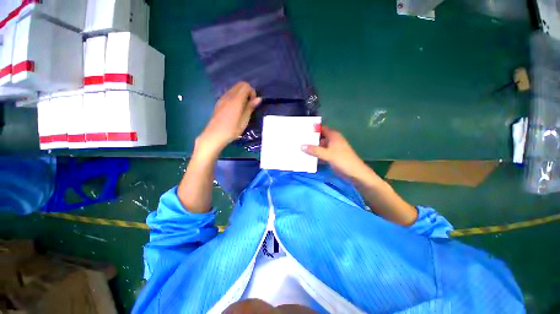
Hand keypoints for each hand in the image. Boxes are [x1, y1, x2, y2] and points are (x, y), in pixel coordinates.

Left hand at [198, 82, 261, 152]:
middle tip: (249, 104)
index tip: (253, 103)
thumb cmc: (231, 130)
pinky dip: (235, 97)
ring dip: (241, 94)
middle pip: (240, 85)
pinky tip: (236, 109)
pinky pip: (229, 94)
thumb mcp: (244, 121)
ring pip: (234, 88)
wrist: (214, 136)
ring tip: (243, 108)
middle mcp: (228, 96)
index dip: (252, 92)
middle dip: (247, 91)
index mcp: (236, 100)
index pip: (245, 86)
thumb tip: (258, 98)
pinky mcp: (219, 102)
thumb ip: (250, 108)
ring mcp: (222, 98)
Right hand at [302, 126, 371, 179]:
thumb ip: (314, 150)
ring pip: (319, 147)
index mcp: (333, 136)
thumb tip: (301, 146)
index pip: (321, 128)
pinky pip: (320, 154)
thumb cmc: (343, 160)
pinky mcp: (330, 157)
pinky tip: (306, 157)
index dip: (312, 129)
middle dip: (309, 140)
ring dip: (311, 148)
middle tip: (297, 140)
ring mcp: (331, 149)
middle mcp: (331, 141)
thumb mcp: (327, 154)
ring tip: (299, 148)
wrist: (354, 173)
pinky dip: (315, 155)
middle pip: (318, 138)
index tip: (301, 130)